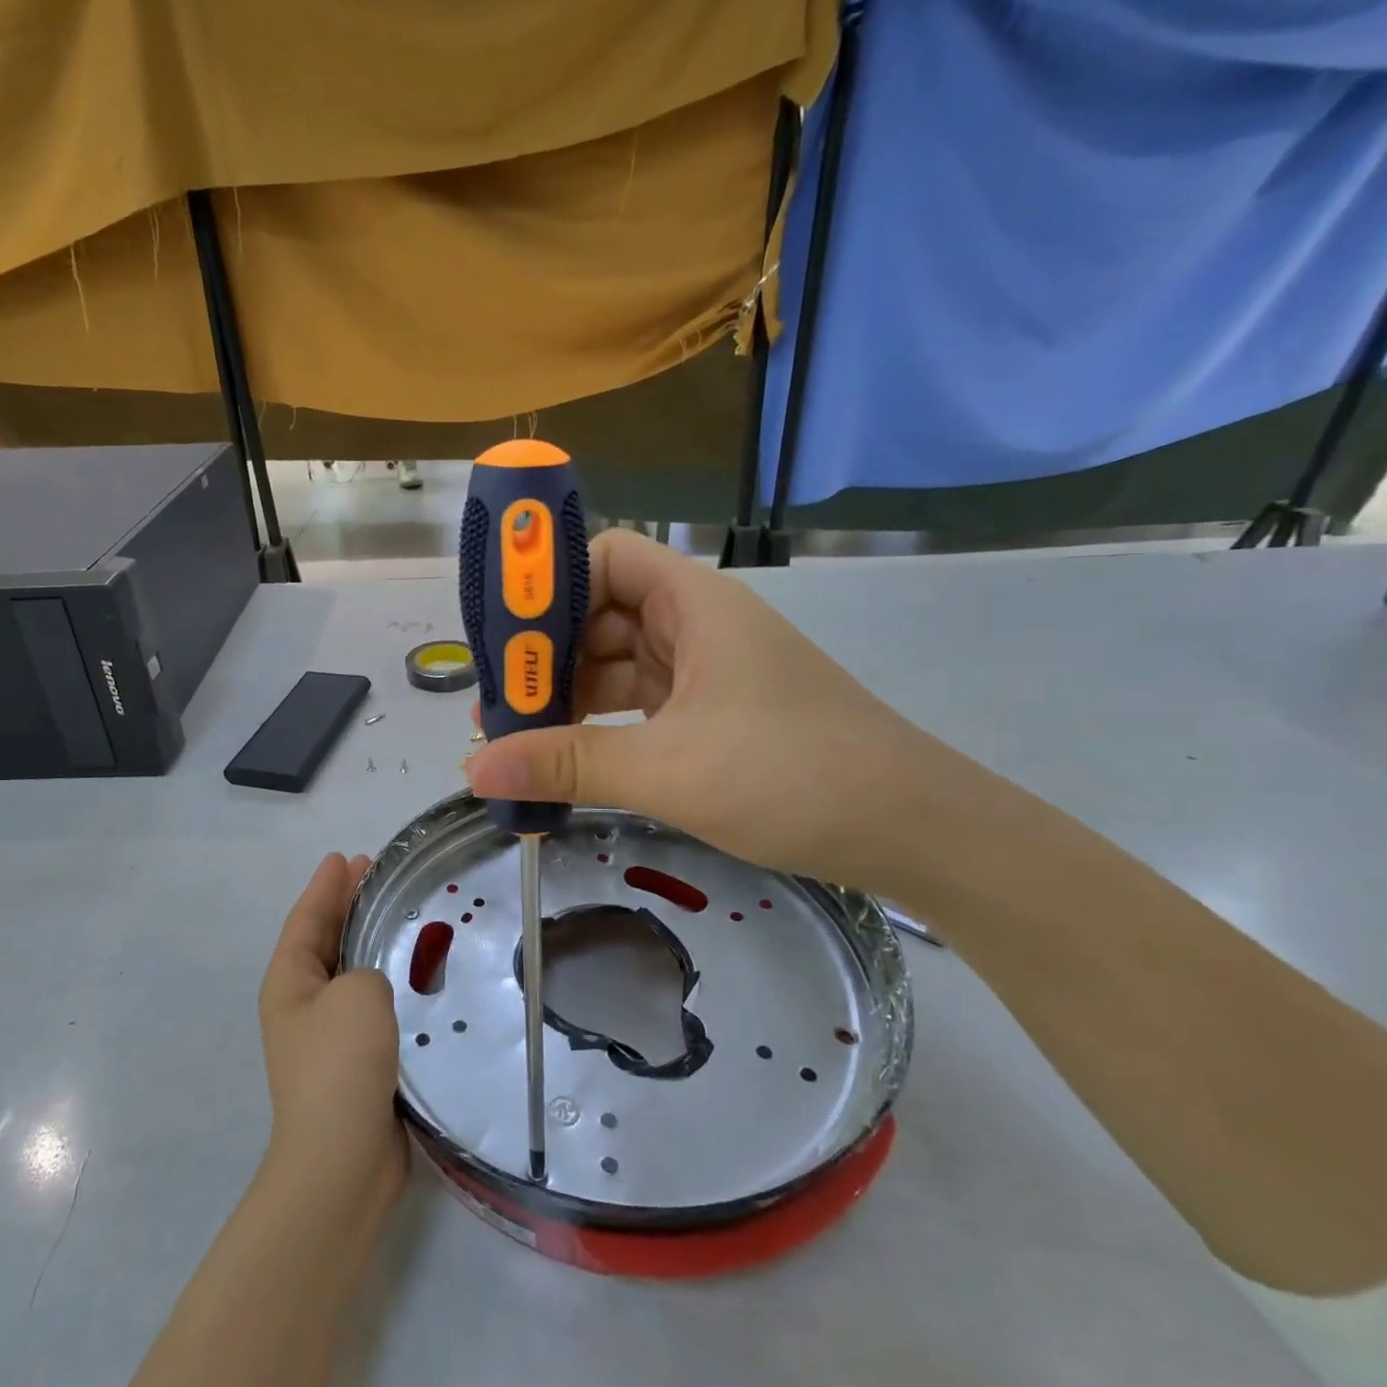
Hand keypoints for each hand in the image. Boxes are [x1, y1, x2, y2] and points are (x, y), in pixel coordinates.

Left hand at [258, 853, 406, 1206]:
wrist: (342, 1161)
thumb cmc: (342, 1063)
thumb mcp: (358, 993)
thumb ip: (368, 969)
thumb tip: (374, 987)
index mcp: (289, 981)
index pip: (307, 917)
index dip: (325, 884)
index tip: (345, 855)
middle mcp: (301, 1003)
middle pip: (324, 939)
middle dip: (346, 904)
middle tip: (374, 872)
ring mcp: (325, 1036)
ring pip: (349, 971)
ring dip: (368, 941)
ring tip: (397, 914)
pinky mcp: (354, 1062)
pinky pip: (370, 1005)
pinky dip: (387, 981)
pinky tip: (414, 975)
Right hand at [465, 530, 951, 891]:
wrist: (911, 830)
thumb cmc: (791, 774)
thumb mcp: (667, 769)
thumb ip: (567, 764)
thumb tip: (475, 769)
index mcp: (693, 602)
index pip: (605, 556)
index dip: (550, 585)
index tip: (502, 637)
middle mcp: (697, 624)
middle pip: (601, 613)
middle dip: (546, 654)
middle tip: (496, 702)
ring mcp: (706, 671)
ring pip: (617, 663)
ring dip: (569, 695)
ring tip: (517, 737)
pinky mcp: (712, 714)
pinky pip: (639, 703)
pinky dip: (601, 724)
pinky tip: (568, 755)